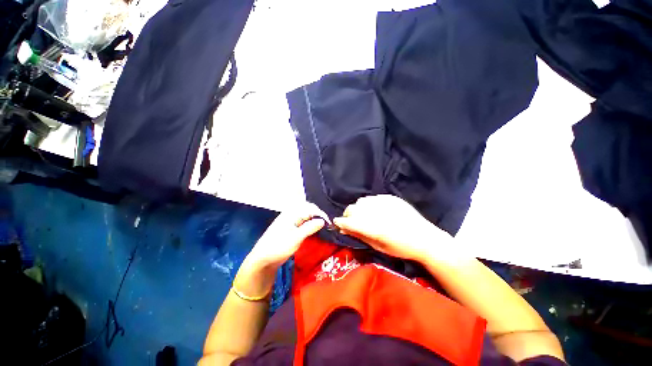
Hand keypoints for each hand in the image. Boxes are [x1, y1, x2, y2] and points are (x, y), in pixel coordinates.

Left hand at [235, 202, 327, 297]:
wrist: (262, 259)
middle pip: (308, 209)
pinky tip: (312, 229)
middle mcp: (290, 214)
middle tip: (326, 225)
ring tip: (321, 227)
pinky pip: (301, 221)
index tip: (329, 224)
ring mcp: (289, 220)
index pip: (310, 208)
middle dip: (318, 215)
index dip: (321, 214)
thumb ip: (310, 227)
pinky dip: (308, 223)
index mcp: (291, 213)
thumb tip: (323, 221)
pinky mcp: (289, 227)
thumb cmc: (279, 247)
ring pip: (305, 215)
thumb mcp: (296, 238)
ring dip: (314, 219)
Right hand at [333, 195, 451, 261]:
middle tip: (350, 222)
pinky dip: (369, 204)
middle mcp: (377, 212)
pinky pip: (372, 198)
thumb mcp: (378, 247)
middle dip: (347, 215)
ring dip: (357, 208)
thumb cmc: (401, 248)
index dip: (340, 222)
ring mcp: (384, 202)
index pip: (349, 221)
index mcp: (375, 228)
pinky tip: (374, 210)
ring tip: (362, 215)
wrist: (425, 238)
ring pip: (361, 201)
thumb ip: (359, 235)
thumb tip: (343, 229)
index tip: (336, 223)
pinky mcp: (390, 198)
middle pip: (352, 209)